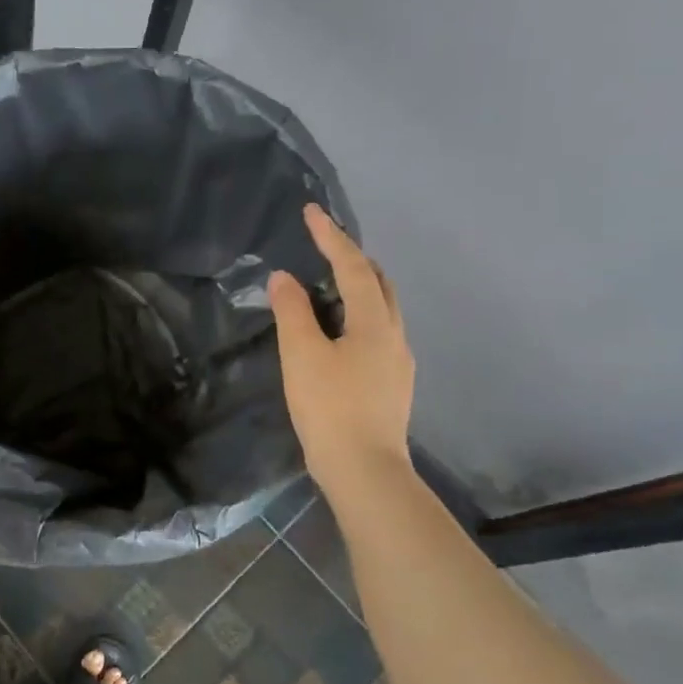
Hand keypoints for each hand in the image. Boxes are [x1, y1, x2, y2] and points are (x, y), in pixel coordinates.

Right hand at [269, 204, 413, 484]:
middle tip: (322, 246)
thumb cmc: (330, 408)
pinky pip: (377, 332)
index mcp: (375, 322)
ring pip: (382, 309)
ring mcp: (398, 362)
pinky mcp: (392, 384)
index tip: (311, 212)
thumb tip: (284, 278)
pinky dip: (358, 315)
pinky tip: (338, 332)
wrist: (365, 471)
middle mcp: (395, 335)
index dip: (330, 237)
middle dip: (352, 258)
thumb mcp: (302, 355)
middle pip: (379, 283)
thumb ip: (292, 311)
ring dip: (358, 287)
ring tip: (327, 285)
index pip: (352, 267)